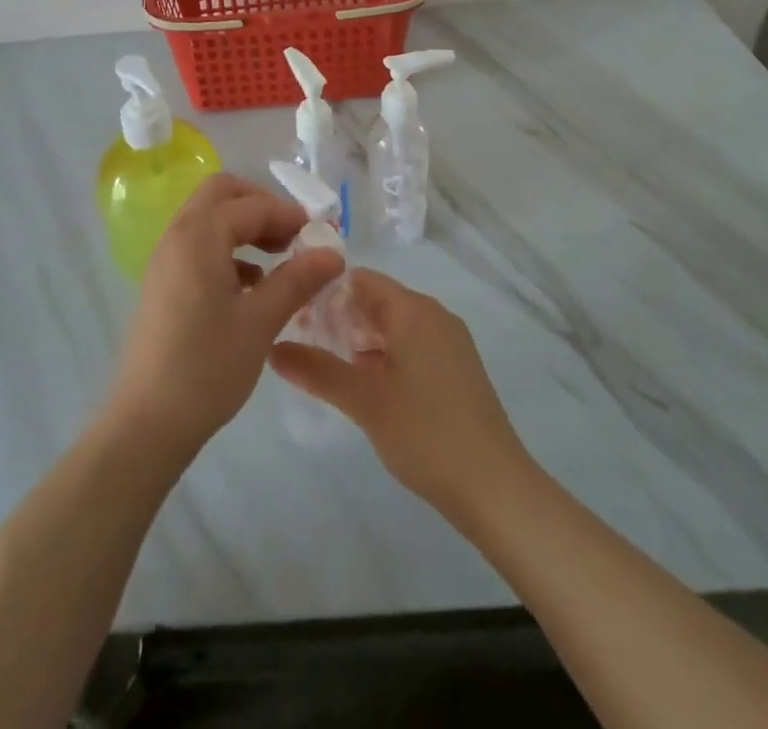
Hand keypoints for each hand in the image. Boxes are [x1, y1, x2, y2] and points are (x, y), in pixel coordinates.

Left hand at [104, 173, 344, 460]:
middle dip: (261, 206)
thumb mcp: (261, 322)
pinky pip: (199, 244)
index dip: (290, 215)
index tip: (323, 235)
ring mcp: (166, 258)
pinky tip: (252, 285)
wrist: (147, 423)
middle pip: (222, 194)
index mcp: (199, 236)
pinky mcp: (164, 282)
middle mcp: (178, 235)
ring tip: (279, 258)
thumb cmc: (207, 368)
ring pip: (209, 218)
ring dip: (245, 226)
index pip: (252, 205)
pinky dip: (228, 248)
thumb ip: (297, 279)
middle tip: (293, 235)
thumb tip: (333, 252)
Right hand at [270, 270, 529, 525]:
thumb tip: (272, 348)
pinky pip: (411, 346)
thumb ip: (317, 371)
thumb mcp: (364, 401)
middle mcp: (434, 316)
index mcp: (414, 310)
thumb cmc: (426, 434)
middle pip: (377, 301)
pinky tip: (365, 388)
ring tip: (327, 367)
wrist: (496, 488)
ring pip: (393, 326)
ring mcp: (449, 343)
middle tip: (303, 345)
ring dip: (360, 341)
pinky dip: (384, 357)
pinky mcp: (457, 370)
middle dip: (340, 318)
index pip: (361, 280)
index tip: (295, 317)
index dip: (326, 292)